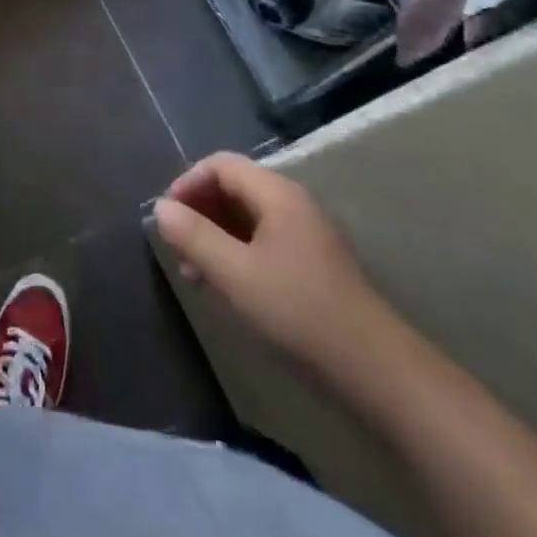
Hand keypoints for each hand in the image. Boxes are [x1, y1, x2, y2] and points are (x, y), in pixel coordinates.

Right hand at [153, 153, 375, 370]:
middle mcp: (291, 204)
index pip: (221, 165)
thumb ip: (195, 237)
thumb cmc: (299, 312)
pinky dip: (235, 254)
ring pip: (246, 218)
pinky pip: (262, 243)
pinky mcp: (311, 265)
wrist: (376, 371)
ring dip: (214, 237)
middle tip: (176, 247)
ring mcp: (304, 235)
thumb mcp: (236, 274)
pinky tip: (225, 288)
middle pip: (233, 188)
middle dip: (199, 212)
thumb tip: (160, 208)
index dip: (188, 182)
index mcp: (276, 193)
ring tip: (193, 274)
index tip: (167, 217)